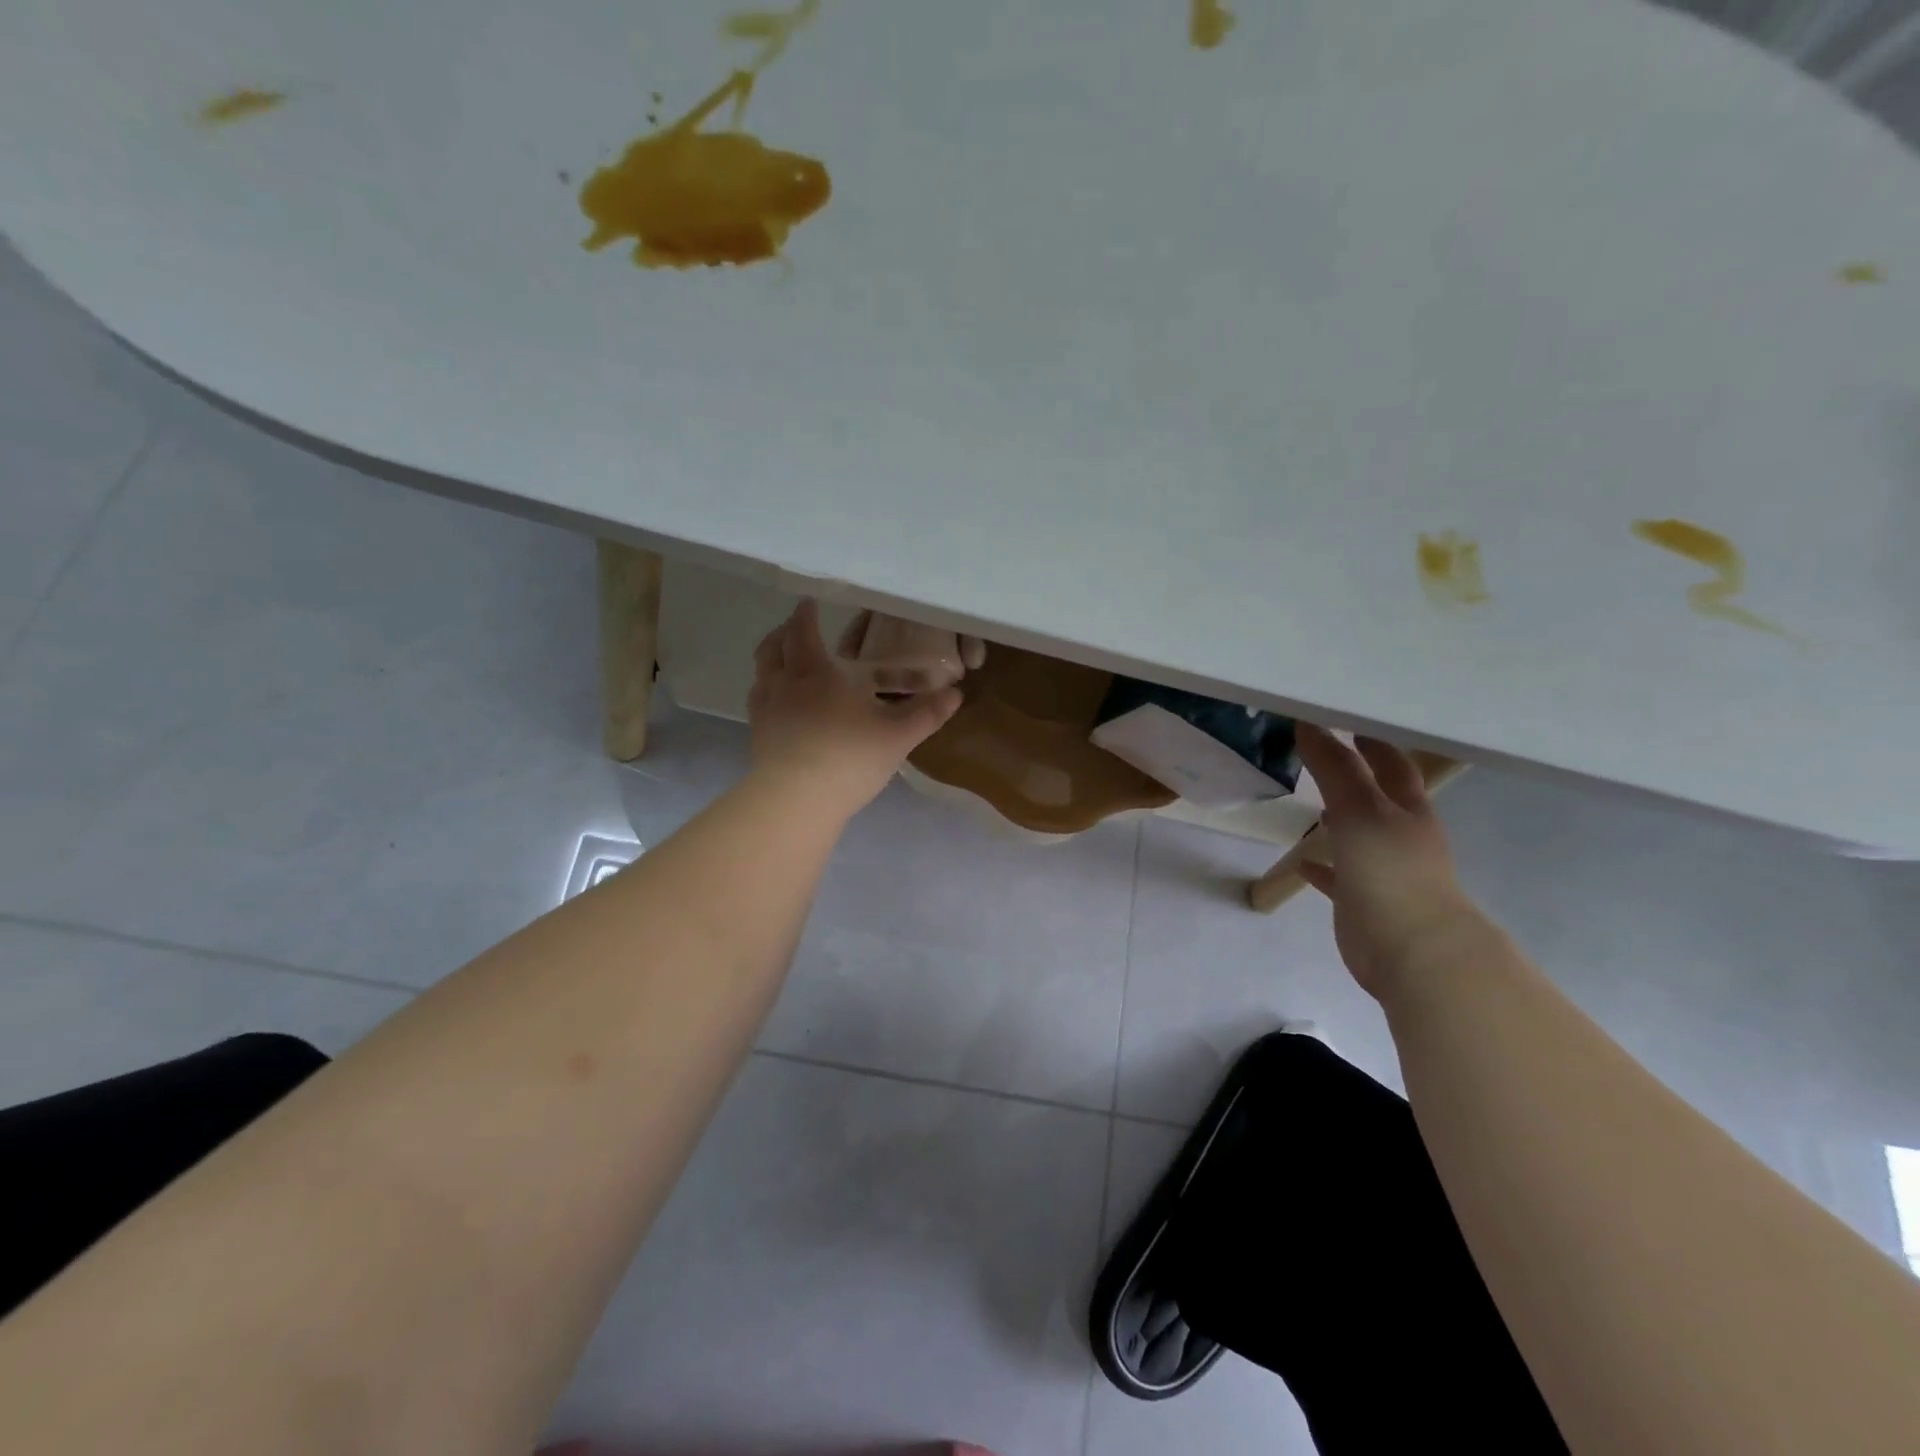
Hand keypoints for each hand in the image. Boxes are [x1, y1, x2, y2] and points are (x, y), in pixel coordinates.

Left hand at [747, 600, 962, 817]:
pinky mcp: (759, 737)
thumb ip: (926, 713)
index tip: (808, 603)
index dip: (805, 616)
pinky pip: (759, 702)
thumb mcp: (897, 736)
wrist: (796, 800)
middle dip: (784, 633)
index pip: (804, 633)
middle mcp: (785, 684)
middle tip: (794, 628)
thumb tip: (956, 695)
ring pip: (762, 673)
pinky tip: (779, 703)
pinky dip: (767, 691)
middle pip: (774, 648)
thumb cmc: (849, 758)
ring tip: (783, 660)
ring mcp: (767, 711)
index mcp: (817, 673)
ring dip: (771, 659)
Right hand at [1294, 724, 1489, 1000]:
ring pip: (1359, 836)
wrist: (1413, 952)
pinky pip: (1339, 877)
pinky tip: (1302, 862)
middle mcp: (1401, 836)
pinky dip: (1322, 867)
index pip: (1393, 765)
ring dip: (1339, 819)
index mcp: (1408, 810)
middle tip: (1321, 755)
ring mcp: (1384, 871)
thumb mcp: (1359, 810)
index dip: (1372, 742)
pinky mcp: (1364, 902)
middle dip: (1356, 776)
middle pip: (1378, 797)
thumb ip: (1334, 768)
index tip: (1345, 721)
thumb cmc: (1391, 871)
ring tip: (1310, 801)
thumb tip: (1309, 723)